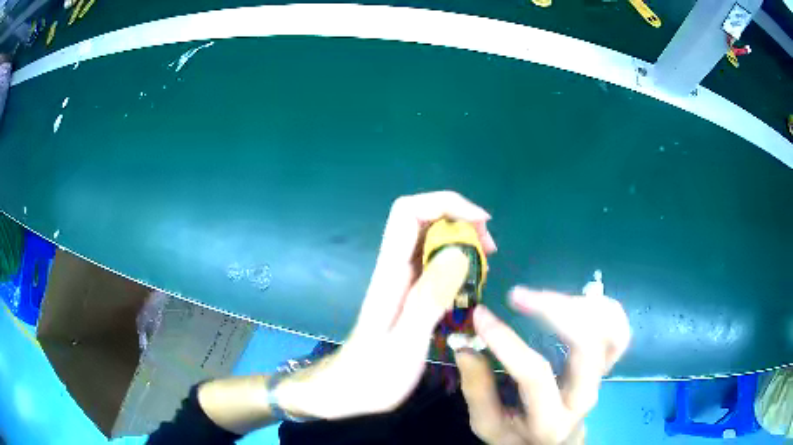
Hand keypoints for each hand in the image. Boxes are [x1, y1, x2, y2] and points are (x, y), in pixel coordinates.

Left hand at [276, 191, 496, 419]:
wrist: (347, 390)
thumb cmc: (373, 374)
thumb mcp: (404, 344)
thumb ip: (428, 300)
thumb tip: (457, 253)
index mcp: (390, 273)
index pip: (408, 212)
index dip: (445, 203)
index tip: (481, 222)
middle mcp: (395, 269)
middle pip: (423, 218)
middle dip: (460, 220)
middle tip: (490, 250)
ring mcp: (401, 280)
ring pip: (431, 239)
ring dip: (462, 240)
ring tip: (485, 265)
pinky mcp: (408, 294)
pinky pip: (435, 263)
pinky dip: (458, 262)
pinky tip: (471, 283)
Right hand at [455, 288, 630, 443]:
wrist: (556, 442)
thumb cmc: (519, 436)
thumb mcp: (488, 425)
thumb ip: (478, 390)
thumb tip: (466, 347)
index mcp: (551, 420)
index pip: (535, 375)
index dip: (507, 342)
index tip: (481, 315)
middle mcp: (584, 396)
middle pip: (587, 345)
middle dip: (555, 311)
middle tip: (518, 296)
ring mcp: (602, 377)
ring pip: (611, 331)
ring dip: (581, 305)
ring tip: (545, 298)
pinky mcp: (608, 362)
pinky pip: (618, 328)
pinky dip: (602, 307)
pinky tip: (576, 301)